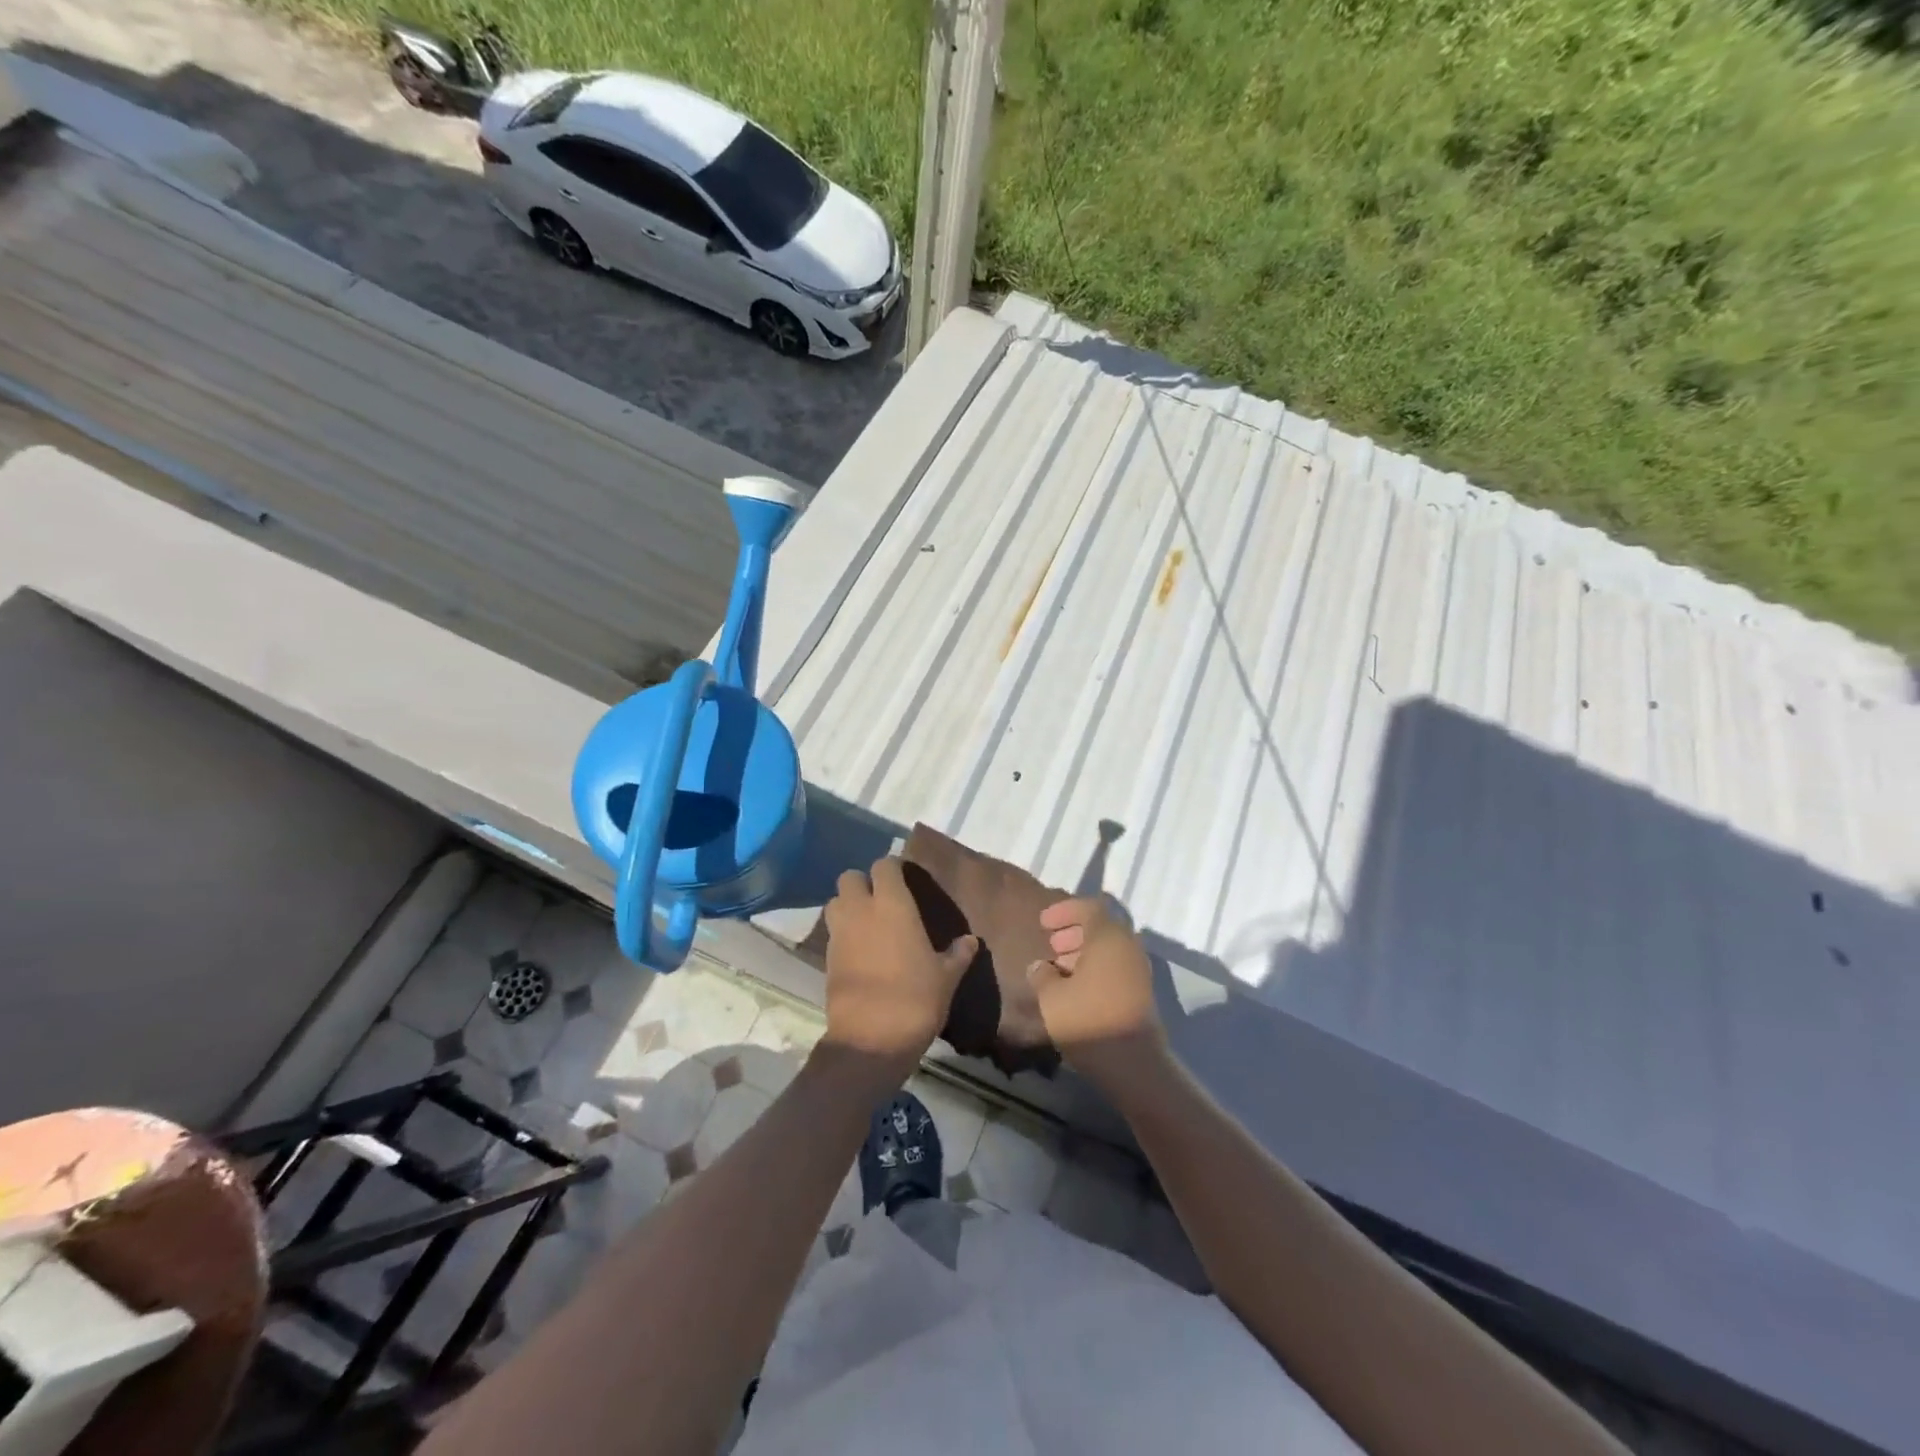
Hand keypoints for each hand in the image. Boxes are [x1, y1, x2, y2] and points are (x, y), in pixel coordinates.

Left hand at [820, 858, 976, 1085]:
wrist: (871, 1040)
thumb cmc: (916, 998)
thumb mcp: (946, 976)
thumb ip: (958, 954)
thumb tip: (971, 940)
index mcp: (893, 905)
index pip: (884, 866)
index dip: (892, 869)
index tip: (905, 879)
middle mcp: (861, 910)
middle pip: (850, 877)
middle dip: (863, 883)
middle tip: (882, 900)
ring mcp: (840, 934)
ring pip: (835, 902)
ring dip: (848, 906)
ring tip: (868, 923)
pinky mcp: (826, 958)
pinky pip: (832, 932)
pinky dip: (843, 934)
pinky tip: (860, 951)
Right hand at [1029, 896, 1167, 1089]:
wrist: (1133, 1062)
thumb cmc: (1088, 1019)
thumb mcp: (1051, 996)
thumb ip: (1041, 975)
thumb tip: (1039, 967)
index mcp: (1108, 937)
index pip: (1089, 907)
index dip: (1064, 910)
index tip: (1043, 923)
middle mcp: (1128, 946)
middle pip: (1101, 927)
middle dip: (1074, 931)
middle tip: (1052, 944)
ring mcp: (1138, 970)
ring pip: (1109, 948)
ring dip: (1083, 952)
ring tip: (1058, 968)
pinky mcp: (1141, 992)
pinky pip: (1116, 966)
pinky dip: (1096, 968)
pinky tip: (1075, 987)